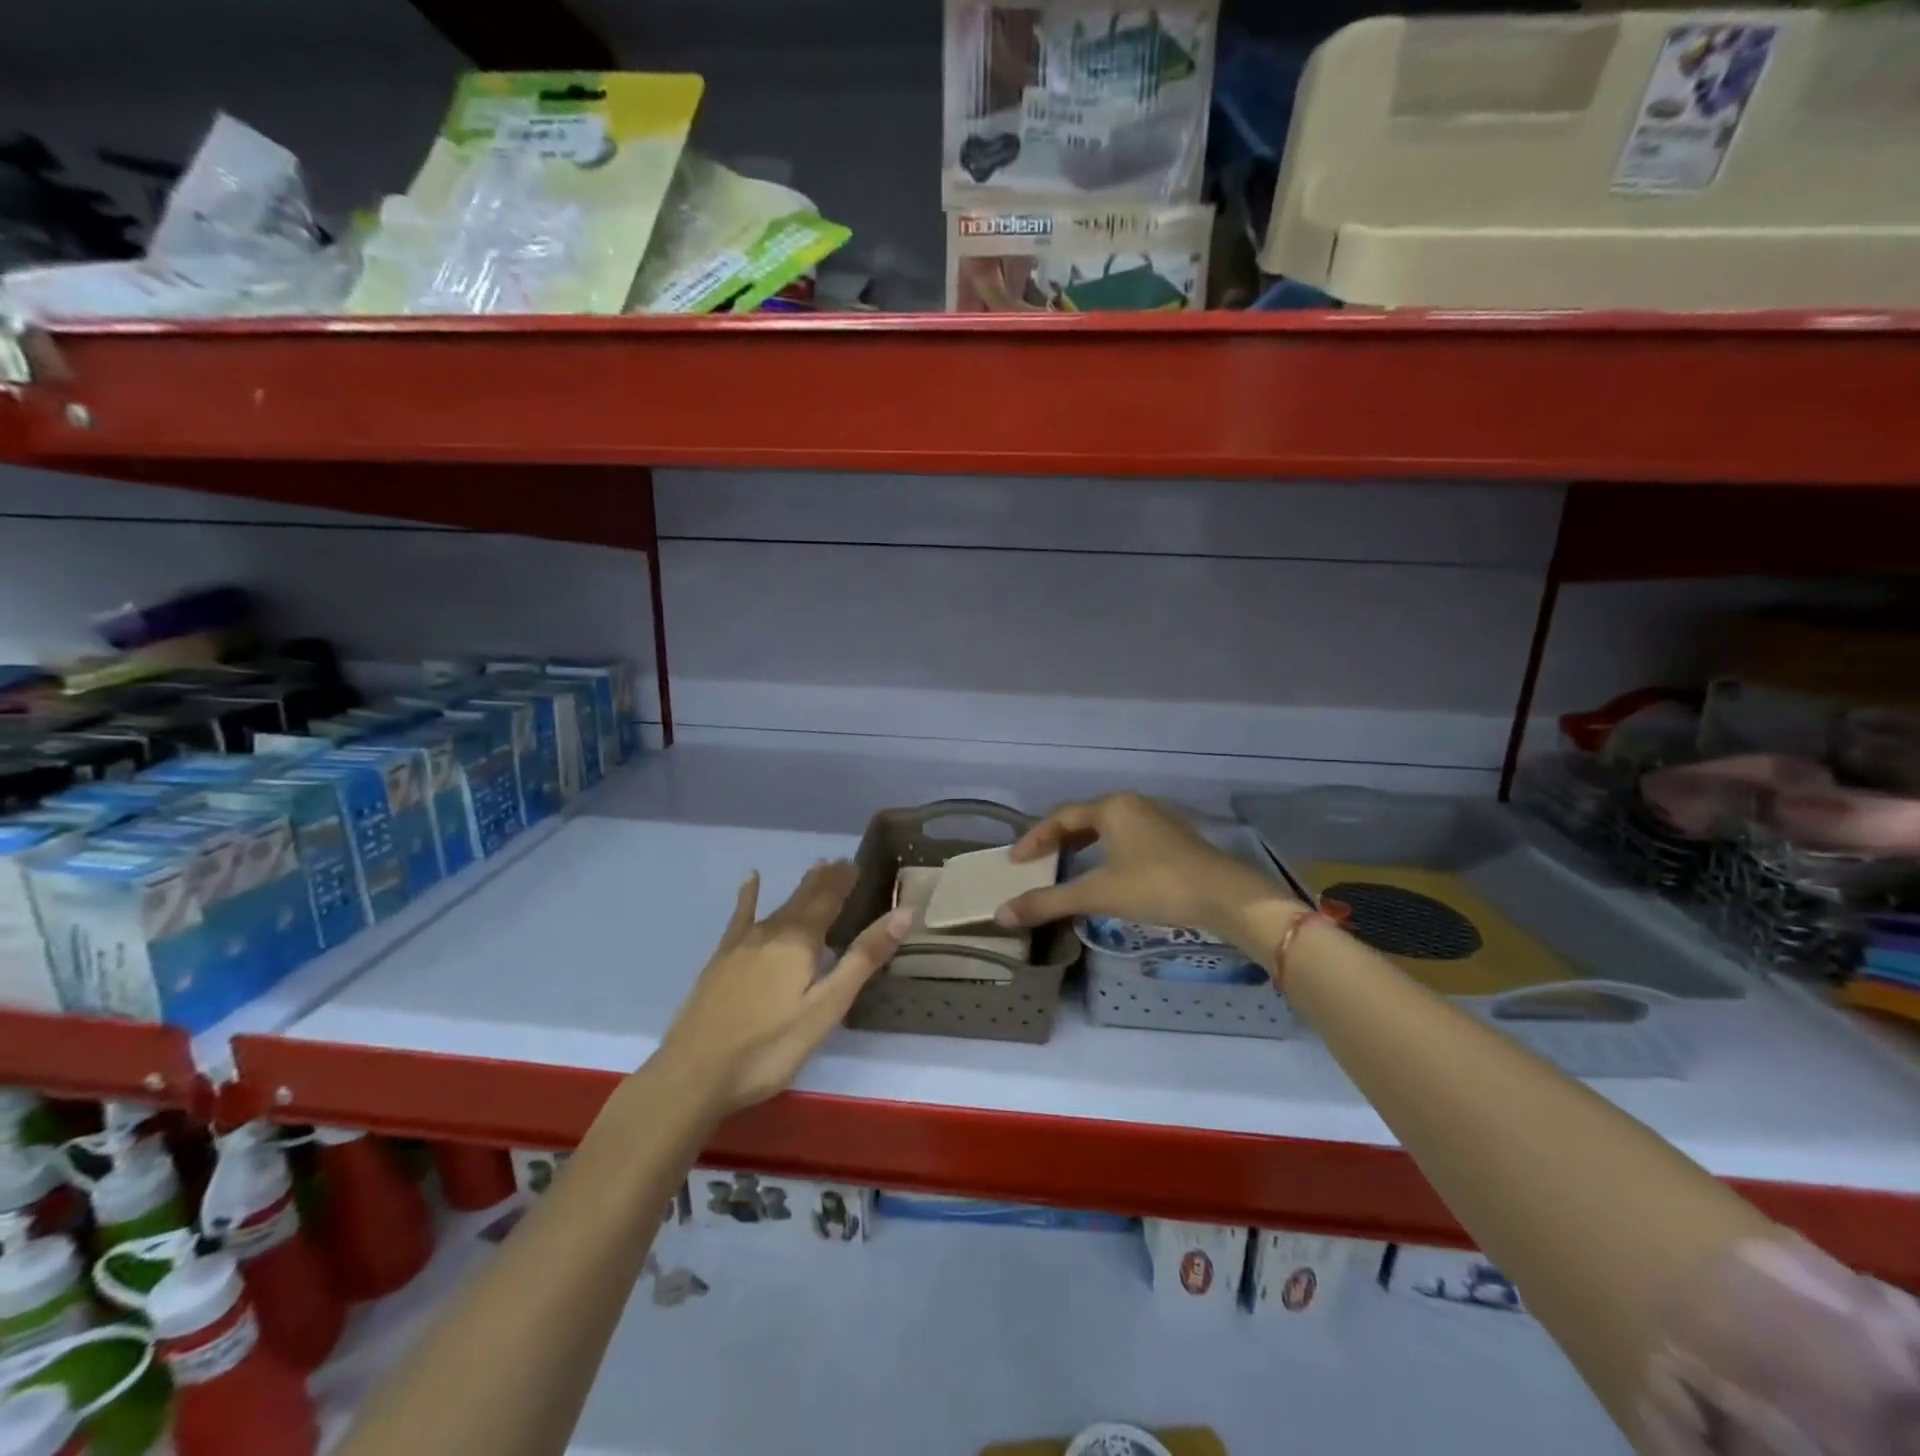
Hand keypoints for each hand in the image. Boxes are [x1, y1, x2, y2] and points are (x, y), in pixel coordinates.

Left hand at [656, 862, 909, 1117]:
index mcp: (800, 942)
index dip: (844, 881)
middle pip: (803, 898)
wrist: (693, 1074)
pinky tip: (749, 880)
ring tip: (815, 869)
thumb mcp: (826, 1008)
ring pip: (778, 906)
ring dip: (800, 889)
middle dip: (824, 880)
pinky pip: (740, 917)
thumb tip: (903, 913)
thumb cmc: (769, 1047)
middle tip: (840, 862)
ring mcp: (741, 944)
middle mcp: (771, 932)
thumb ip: (863, 959)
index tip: (856, 863)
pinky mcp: (721, 960)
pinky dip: (748, 897)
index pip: (829, 900)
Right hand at [996, 793, 1298, 950]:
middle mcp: (1132, 804)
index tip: (1014, 861)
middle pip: (1083, 818)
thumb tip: (1001, 914)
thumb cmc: (1155, 886)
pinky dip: (1104, 851)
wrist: (1225, 896)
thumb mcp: (1097, 894)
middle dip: (1056, 840)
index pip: (1060, 817)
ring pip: (1106, 828)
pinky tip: (1105, 872)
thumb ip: (1048, 902)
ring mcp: (1156, 819)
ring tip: (1064, 866)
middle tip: (1035, 862)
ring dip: (1081, 845)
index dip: (1034, 838)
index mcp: (1111, 807)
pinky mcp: (1173, 838)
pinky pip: (1125, 837)